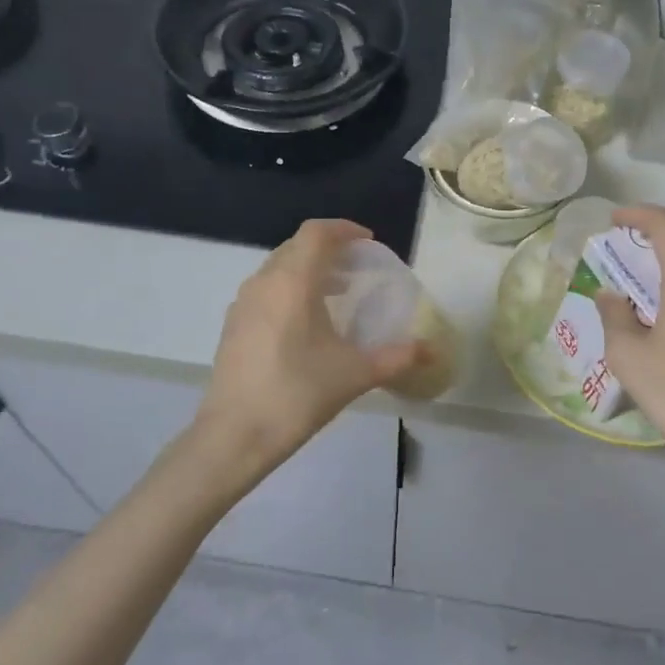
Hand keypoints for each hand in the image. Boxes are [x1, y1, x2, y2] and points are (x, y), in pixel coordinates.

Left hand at [189, 220, 424, 496]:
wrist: (235, 434)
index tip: (368, 243)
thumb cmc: (298, 394)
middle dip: (328, 250)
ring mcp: (243, 303)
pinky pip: (265, 290)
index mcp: (293, 282)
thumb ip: (397, 357)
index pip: (316, 233)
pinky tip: (305, 324)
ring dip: (308, 271)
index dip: (344, 229)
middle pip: (297, 247)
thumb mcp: (355, 374)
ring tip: (336, 294)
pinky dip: (289, 290)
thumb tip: (432, 350)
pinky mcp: (233, 325)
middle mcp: (264, 282)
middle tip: (357, 269)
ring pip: (278, 268)